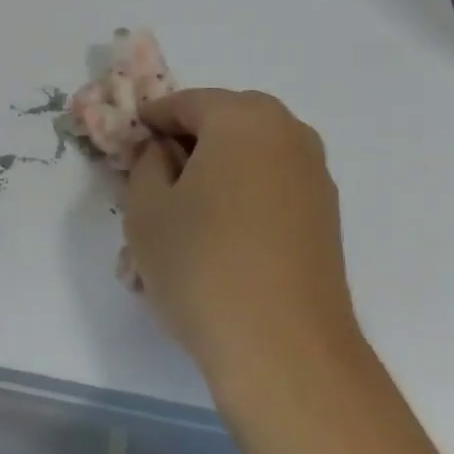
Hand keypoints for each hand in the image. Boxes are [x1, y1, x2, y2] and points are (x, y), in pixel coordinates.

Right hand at [125, 89, 359, 388]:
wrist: (285, 350)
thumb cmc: (203, 265)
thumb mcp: (146, 209)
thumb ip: (146, 164)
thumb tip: (163, 152)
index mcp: (243, 117)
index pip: (185, 103)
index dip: (151, 122)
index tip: (128, 145)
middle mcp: (287, 132)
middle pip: (223, 124)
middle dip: (186, 146)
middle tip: (153, 182)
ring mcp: (314, 174)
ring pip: (249, 157)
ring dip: (215, 174)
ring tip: (184, 219)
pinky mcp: (325, 215)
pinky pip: (271, 187)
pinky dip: (242, 197)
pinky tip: (220, 240)